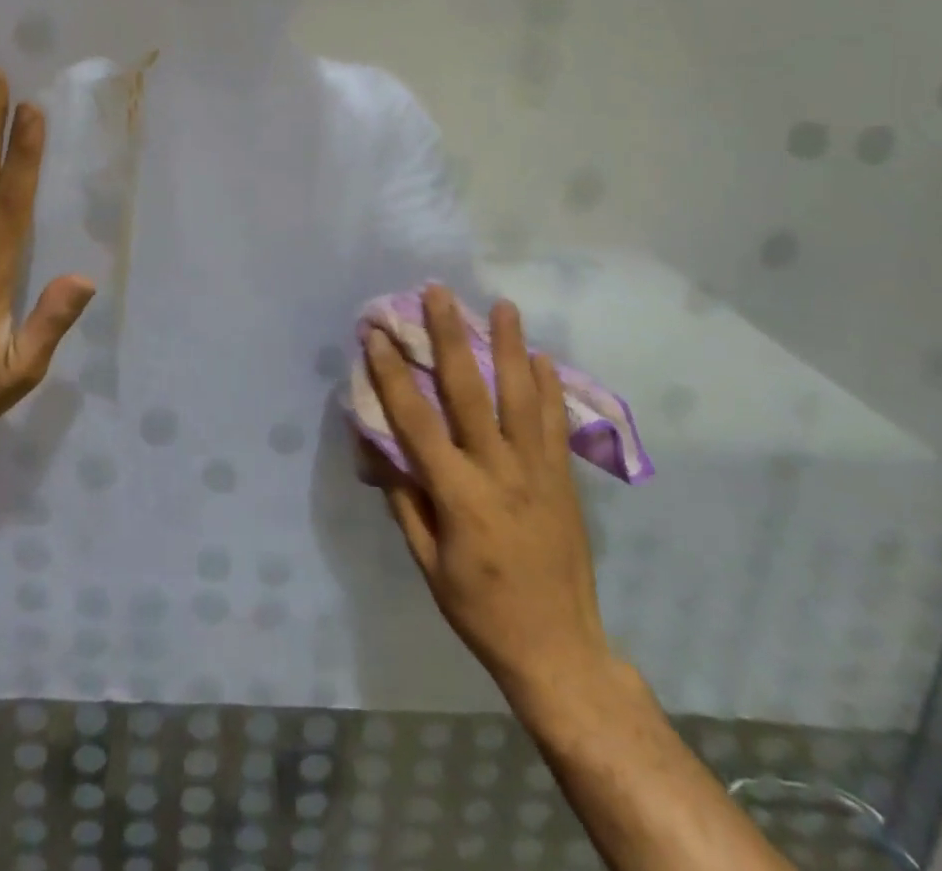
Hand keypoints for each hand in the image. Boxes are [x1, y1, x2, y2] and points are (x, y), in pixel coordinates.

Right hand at [361, 285, 617, 713]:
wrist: (558, 648)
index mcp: (458, 494)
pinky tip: (541, 357)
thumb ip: (403, 499)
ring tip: (503, 304)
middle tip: (438, 293)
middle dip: (449, 337)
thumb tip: (377, 448)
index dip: (393, 374)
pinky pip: (554, 422)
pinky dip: (548, 386)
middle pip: (470, 391)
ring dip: (510, 346)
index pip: (416, 420)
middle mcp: (499, 470)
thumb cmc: (479, 608)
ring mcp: (538, 471)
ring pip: (522, 396)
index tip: (377, 335)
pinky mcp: (563, 478)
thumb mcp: (426, 561)